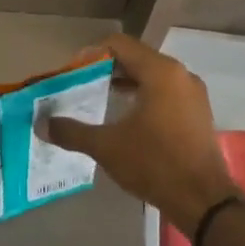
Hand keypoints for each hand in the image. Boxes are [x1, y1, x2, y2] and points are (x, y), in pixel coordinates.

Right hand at [44, 33, 237, 229]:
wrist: (203, 200)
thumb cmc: (154, 163)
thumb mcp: (106, 146)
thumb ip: (71, 131)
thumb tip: (41, 124)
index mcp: (160, 72)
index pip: (119, 45)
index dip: (91, 54)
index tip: (72, 73)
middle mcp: (180, 75)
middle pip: (136, 58)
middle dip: (106, 69)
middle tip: (80, 86)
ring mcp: (193, 94)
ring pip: (152, 76)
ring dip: (124, 83)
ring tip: (99, 99)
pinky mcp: (198, 114)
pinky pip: (165, 93)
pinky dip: (143, 97)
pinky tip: (125, 118)